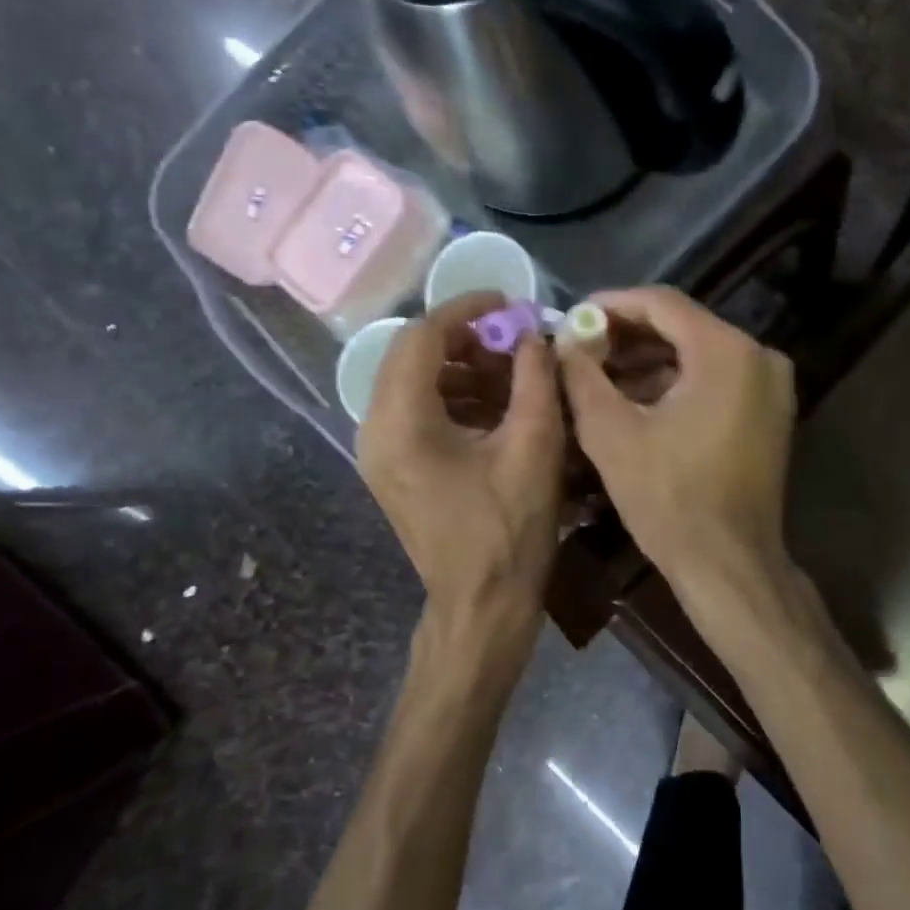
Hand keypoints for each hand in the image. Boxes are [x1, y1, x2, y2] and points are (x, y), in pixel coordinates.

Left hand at [358, 293, 564, 647]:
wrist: (481, 605)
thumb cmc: (509, 530)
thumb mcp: (534, 446)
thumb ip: (534, 378)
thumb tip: (533, 335)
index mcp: (401, 422)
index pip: (422, 335)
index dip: (466, 309)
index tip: (509, 303)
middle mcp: (375, 429)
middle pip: (410, 354)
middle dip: (464, 338)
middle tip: (513, 340)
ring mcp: (379, 452)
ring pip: (412, 381)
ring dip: (460, 367)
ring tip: (512, 373)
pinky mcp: (392, 468)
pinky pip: (416, 411)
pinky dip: (453, 396)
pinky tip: (496, 406)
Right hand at [558, 287, 796, 594]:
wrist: (728, 564)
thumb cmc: (668, 498)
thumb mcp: (611, 433)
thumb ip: (582, 375)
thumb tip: (565, 340)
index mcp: (726, 352)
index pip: (662, 303)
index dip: (611, 304)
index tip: (572, 316)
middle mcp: (759, 356)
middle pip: (682, 326)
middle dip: (627, 335)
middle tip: (581, 347)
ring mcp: (770, 386)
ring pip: (698, 354)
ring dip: (648, 361)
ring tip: (598, 375)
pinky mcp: (769, 413)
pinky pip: (715, 379)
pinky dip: (675, 383)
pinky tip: (634, 399)